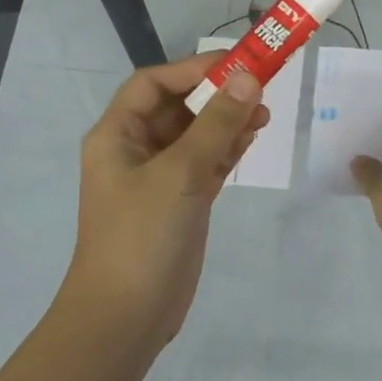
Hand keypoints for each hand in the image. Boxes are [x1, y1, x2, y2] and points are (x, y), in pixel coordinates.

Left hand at [62, 53, 269, 343]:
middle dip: (217, 95)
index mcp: (117, 135)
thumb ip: (216, 124)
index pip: (153, 84)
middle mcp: (135, 150)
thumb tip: (248, 78)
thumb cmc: (142, 235)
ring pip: (196, 136)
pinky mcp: (181, 202)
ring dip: (227, 122)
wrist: (127, 315)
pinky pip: (206, 163)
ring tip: (264, 115)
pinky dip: (228, 150)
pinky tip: (253, 138)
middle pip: (178, 108)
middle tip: (261, 88)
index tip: (238, 64)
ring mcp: (159, 178)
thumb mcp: (180, 173)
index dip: (193, 69)